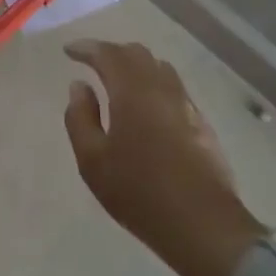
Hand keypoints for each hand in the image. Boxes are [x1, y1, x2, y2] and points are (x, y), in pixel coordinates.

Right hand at [64, 39, 263, 275]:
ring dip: (136, 67)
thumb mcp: (92, 160)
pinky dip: (155, 86)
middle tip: (93, 64)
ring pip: (159, 68)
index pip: (107, 53)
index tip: (69, 51)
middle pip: (137, 53)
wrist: (205, 227)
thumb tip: (79, 86)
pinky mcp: (203, 125)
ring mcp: (186, 105)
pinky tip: (148, 109)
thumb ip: (80, 117)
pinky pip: (174, 89)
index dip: (86, 48)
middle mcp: (161, 88)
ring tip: (120, 83)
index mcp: (132, 91)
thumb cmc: (140, 192)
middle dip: (112, 53)